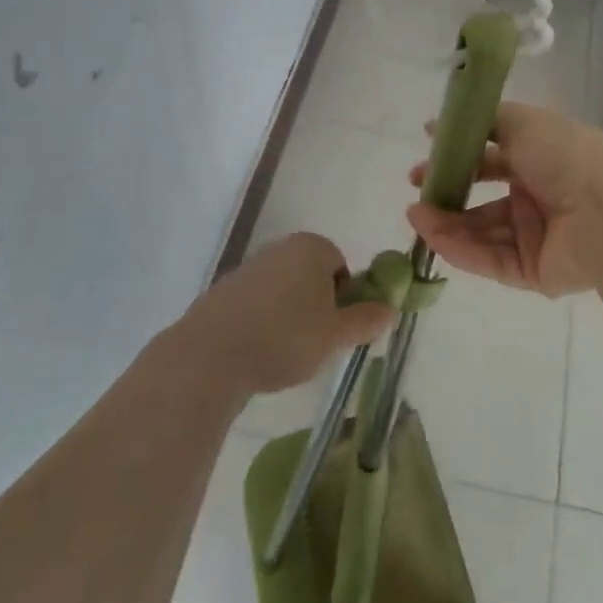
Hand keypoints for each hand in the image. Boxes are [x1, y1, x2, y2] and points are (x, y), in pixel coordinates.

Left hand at [185, 233, 395, 396]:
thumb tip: (390, 309)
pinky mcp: (222, 293)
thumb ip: (366, 320)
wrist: (211, 355)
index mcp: (311, 247)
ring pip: (283, 293)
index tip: (336, 329)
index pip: (341, 266)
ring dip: (289, 318)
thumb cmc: (285, 336)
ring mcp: (248, 269)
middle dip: (317, 308)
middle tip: (315, 343)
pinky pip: (256, 307)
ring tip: (284, 354)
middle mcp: (280, 248)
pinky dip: (261, 325)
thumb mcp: (336, 334)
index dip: (345, 299)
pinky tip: (257, 353)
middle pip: (312, 277)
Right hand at [406, 103, 602, 297]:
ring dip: (446, 223)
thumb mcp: (522, 122)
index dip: (457, 159)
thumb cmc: (565, 156)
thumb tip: (436, 125)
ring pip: (481, 233)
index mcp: (539, 160)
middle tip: (416, 194)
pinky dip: (461, 249)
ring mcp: (535, 237)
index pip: (490, 160)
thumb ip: (481, 122)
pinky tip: (433, 236)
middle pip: (482, 201)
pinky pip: (490, 260)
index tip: (424, 158)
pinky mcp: (533, 272)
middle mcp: (536, 198)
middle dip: (448, 197)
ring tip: (415, 216)